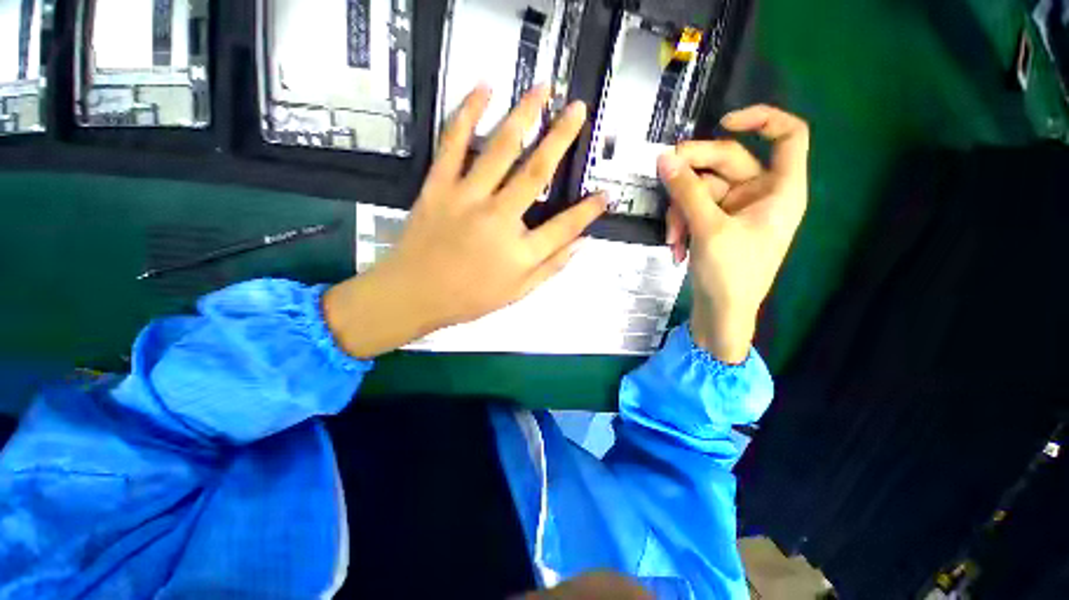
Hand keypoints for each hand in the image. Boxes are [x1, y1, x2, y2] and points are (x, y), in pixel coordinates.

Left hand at [325, 85, 606, 357]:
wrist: (414, 294)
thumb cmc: (469, 298)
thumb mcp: (517, 292)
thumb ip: (552, 266)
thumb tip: (583, 243)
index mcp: (520, 251)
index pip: (564, 226)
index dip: (588, 211)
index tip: (605, 195)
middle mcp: (498, 218)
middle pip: (537, 173)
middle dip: (562, 138)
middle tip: (578, 110)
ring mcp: (467, 198)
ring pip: (500, 148)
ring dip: (523, 115)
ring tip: (542, 89)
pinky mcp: (438, 186)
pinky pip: (453, 143)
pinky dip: (467, 113)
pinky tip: (483, 89)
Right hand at [657, 105, 808, 362]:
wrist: (721, 315)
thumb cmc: (731, 275)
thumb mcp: (708, 229)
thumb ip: (686, 191)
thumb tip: (663, 159)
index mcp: (781, 190)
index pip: (788, 136)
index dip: (761, 119)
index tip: (723, 122)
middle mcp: (761, 194)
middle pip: (727, 161)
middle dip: (691, 174)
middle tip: (662, 175)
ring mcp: (737, 209)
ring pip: (702, 189)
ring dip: (680, 211)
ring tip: (672, 238)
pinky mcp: (717, 224)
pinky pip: (695, 209)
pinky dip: (682, 224)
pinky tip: (675, 248)